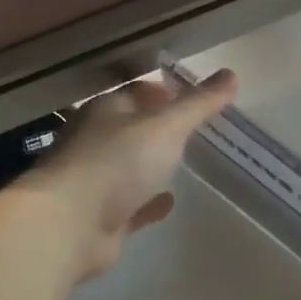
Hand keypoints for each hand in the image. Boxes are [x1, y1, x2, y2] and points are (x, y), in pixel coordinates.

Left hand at [19, 69, 235, 280]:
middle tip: (198, 130)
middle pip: (135, 128)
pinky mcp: (102, 216)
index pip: (139, 92)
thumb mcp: (165, 127)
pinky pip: (133, 204)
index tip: (198, 97)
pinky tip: (169, 201)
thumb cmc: (116, 163)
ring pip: (132, 167)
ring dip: (155, 164)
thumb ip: (198, 104)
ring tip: (188, 163)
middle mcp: (98, 141)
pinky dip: (150, 201)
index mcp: (106, 110)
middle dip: (162, 128)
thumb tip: (231, 73)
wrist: (69, 225)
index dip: (167, 91)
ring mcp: (97, 180)